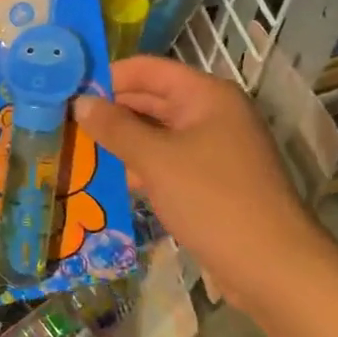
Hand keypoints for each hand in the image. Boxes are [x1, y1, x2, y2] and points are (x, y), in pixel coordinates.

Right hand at [74, 56, 333, 304]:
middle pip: (152, 99)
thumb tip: (80, 102)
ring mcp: (214, 148)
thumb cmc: (213, 200)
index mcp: (206, 95)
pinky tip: (108, 178)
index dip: (108, 76)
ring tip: (77, 147)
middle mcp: (212, 114)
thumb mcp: (156, 160)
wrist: (272, 267)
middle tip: (65, 121)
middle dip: (111, 110)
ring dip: (122, 140)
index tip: (68, 90)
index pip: (148, 69)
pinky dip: (140, 165)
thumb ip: (115, 128)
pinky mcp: (211, 181)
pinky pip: (167, 161)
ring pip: (157, 133)